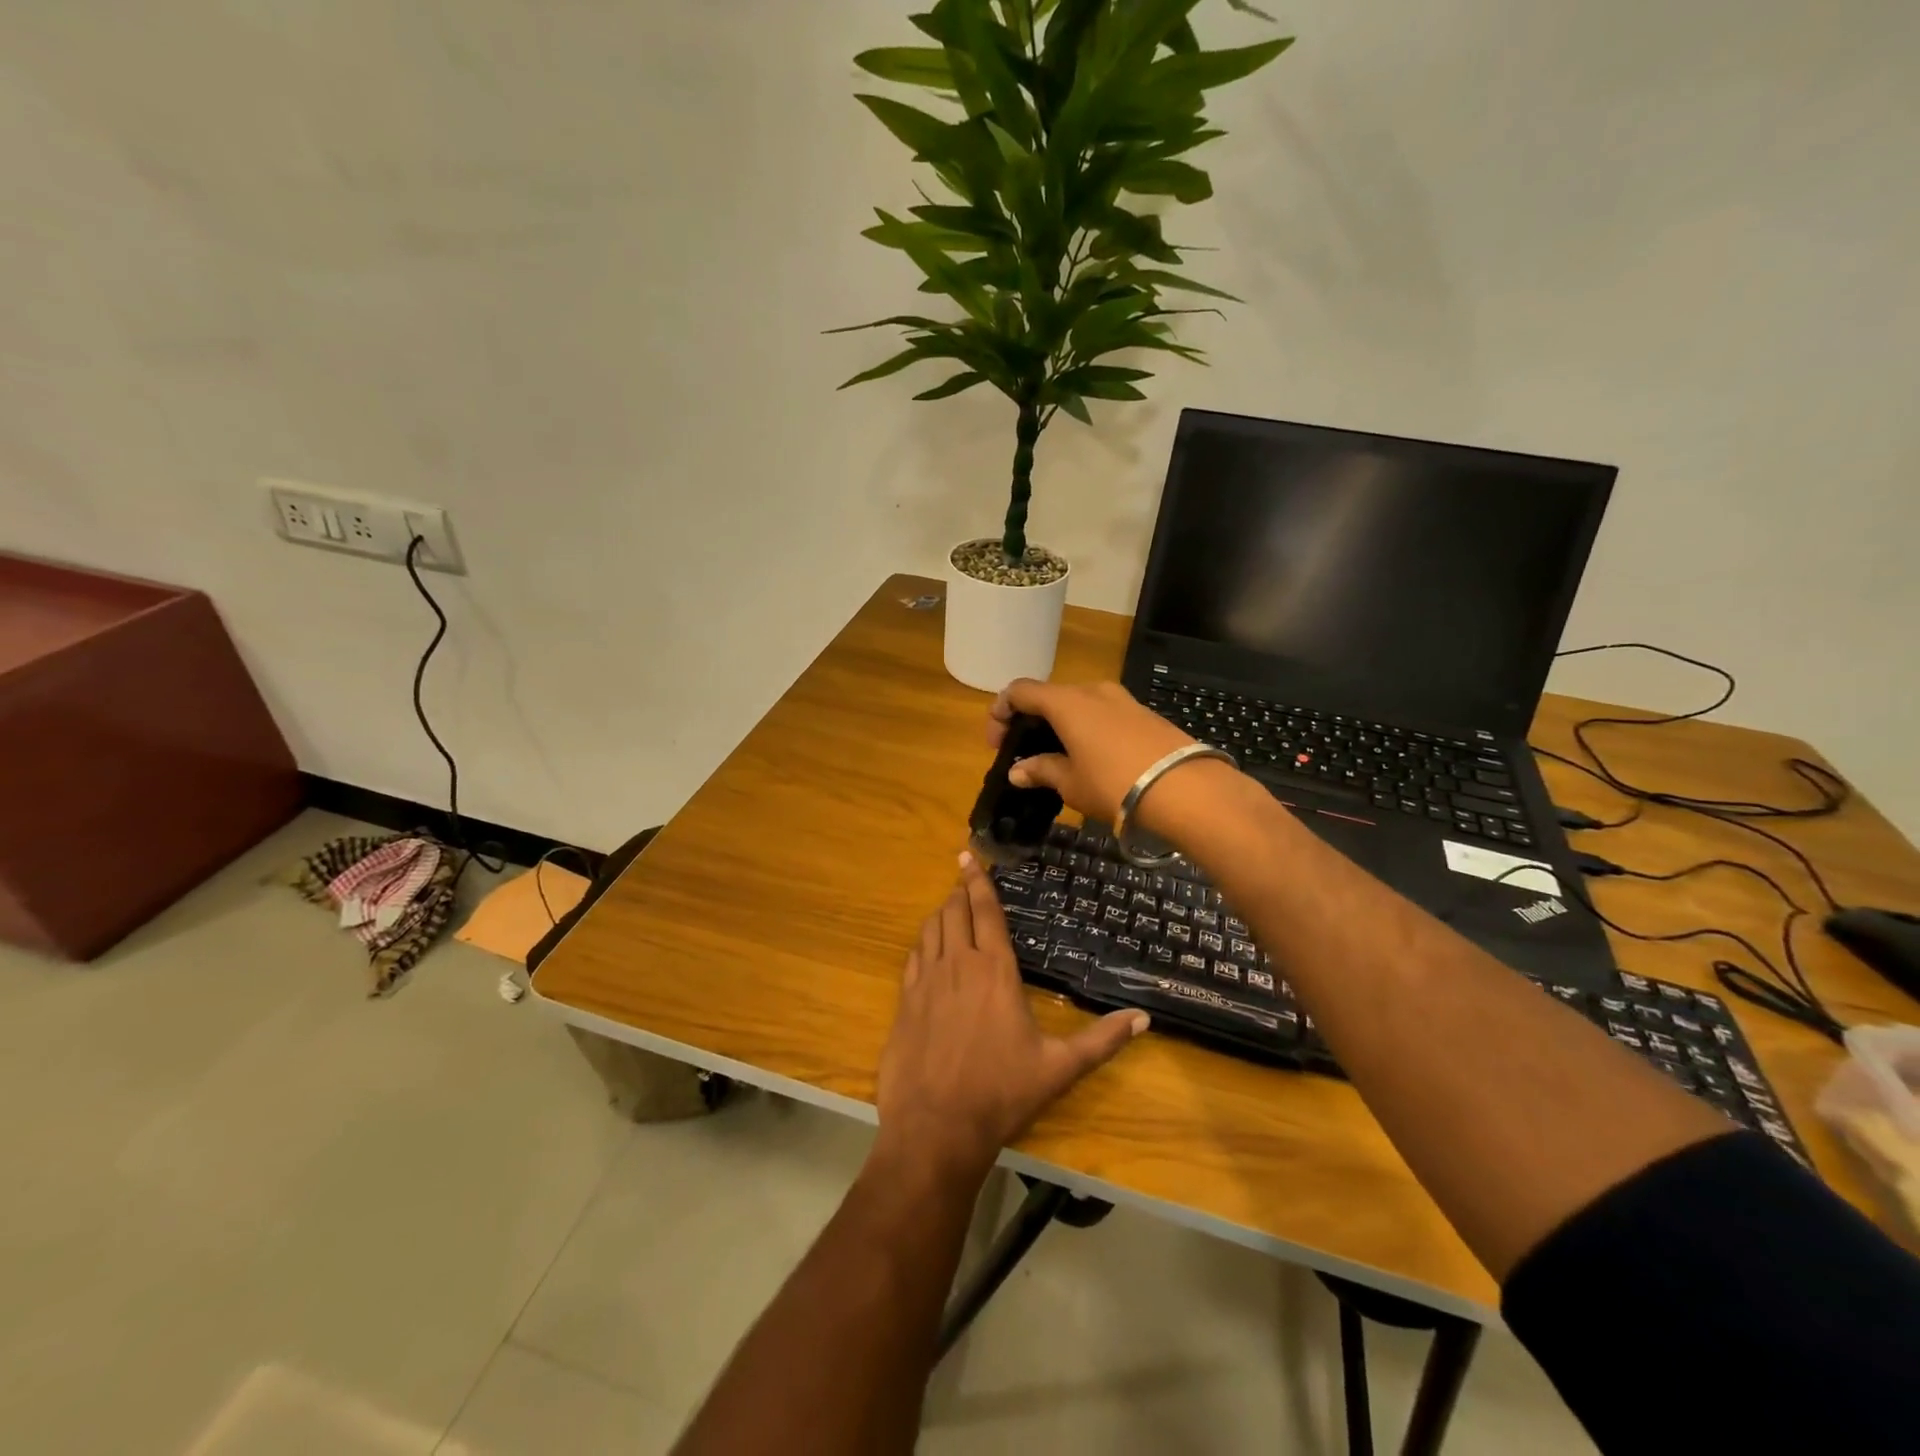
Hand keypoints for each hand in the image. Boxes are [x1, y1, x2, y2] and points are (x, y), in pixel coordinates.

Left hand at [875, 853, 1147, 1178]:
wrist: (936, 1127)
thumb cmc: (1001, 1093)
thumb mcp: (1059, 1068)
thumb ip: (1101, 1040)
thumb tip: (1144, 1019)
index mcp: (995, 971)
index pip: (986, 911)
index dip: (979, 881)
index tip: (970, 856)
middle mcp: (958, 965)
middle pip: (955, 912)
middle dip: (960, 890)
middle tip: (964, 877)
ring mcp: (926, 981)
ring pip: (931, 929)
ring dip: (941, 913)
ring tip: (949, 907)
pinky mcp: (904, 1001)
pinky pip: (913, 957)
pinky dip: (922, 942)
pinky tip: (927, 947)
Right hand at [988, 678, 1237, 834]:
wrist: (1187, 789)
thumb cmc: (1115, 784)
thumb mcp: (1071, 783)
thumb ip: (1041, 770)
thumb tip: (1017, 771)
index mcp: (1066, 702)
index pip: (1020, 691)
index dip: (1000, 712)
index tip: (996, 742)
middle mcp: (1092, 690)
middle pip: (1050, 696)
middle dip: (1031, 721)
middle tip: (1024, 753)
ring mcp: (1122, 699)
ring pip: (1078, 704)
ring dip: (1060, 725)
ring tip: (1058, 758)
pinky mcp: (1144, 714)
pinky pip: (1103, 714)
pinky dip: (1086, 729)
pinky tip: (1091, 758)